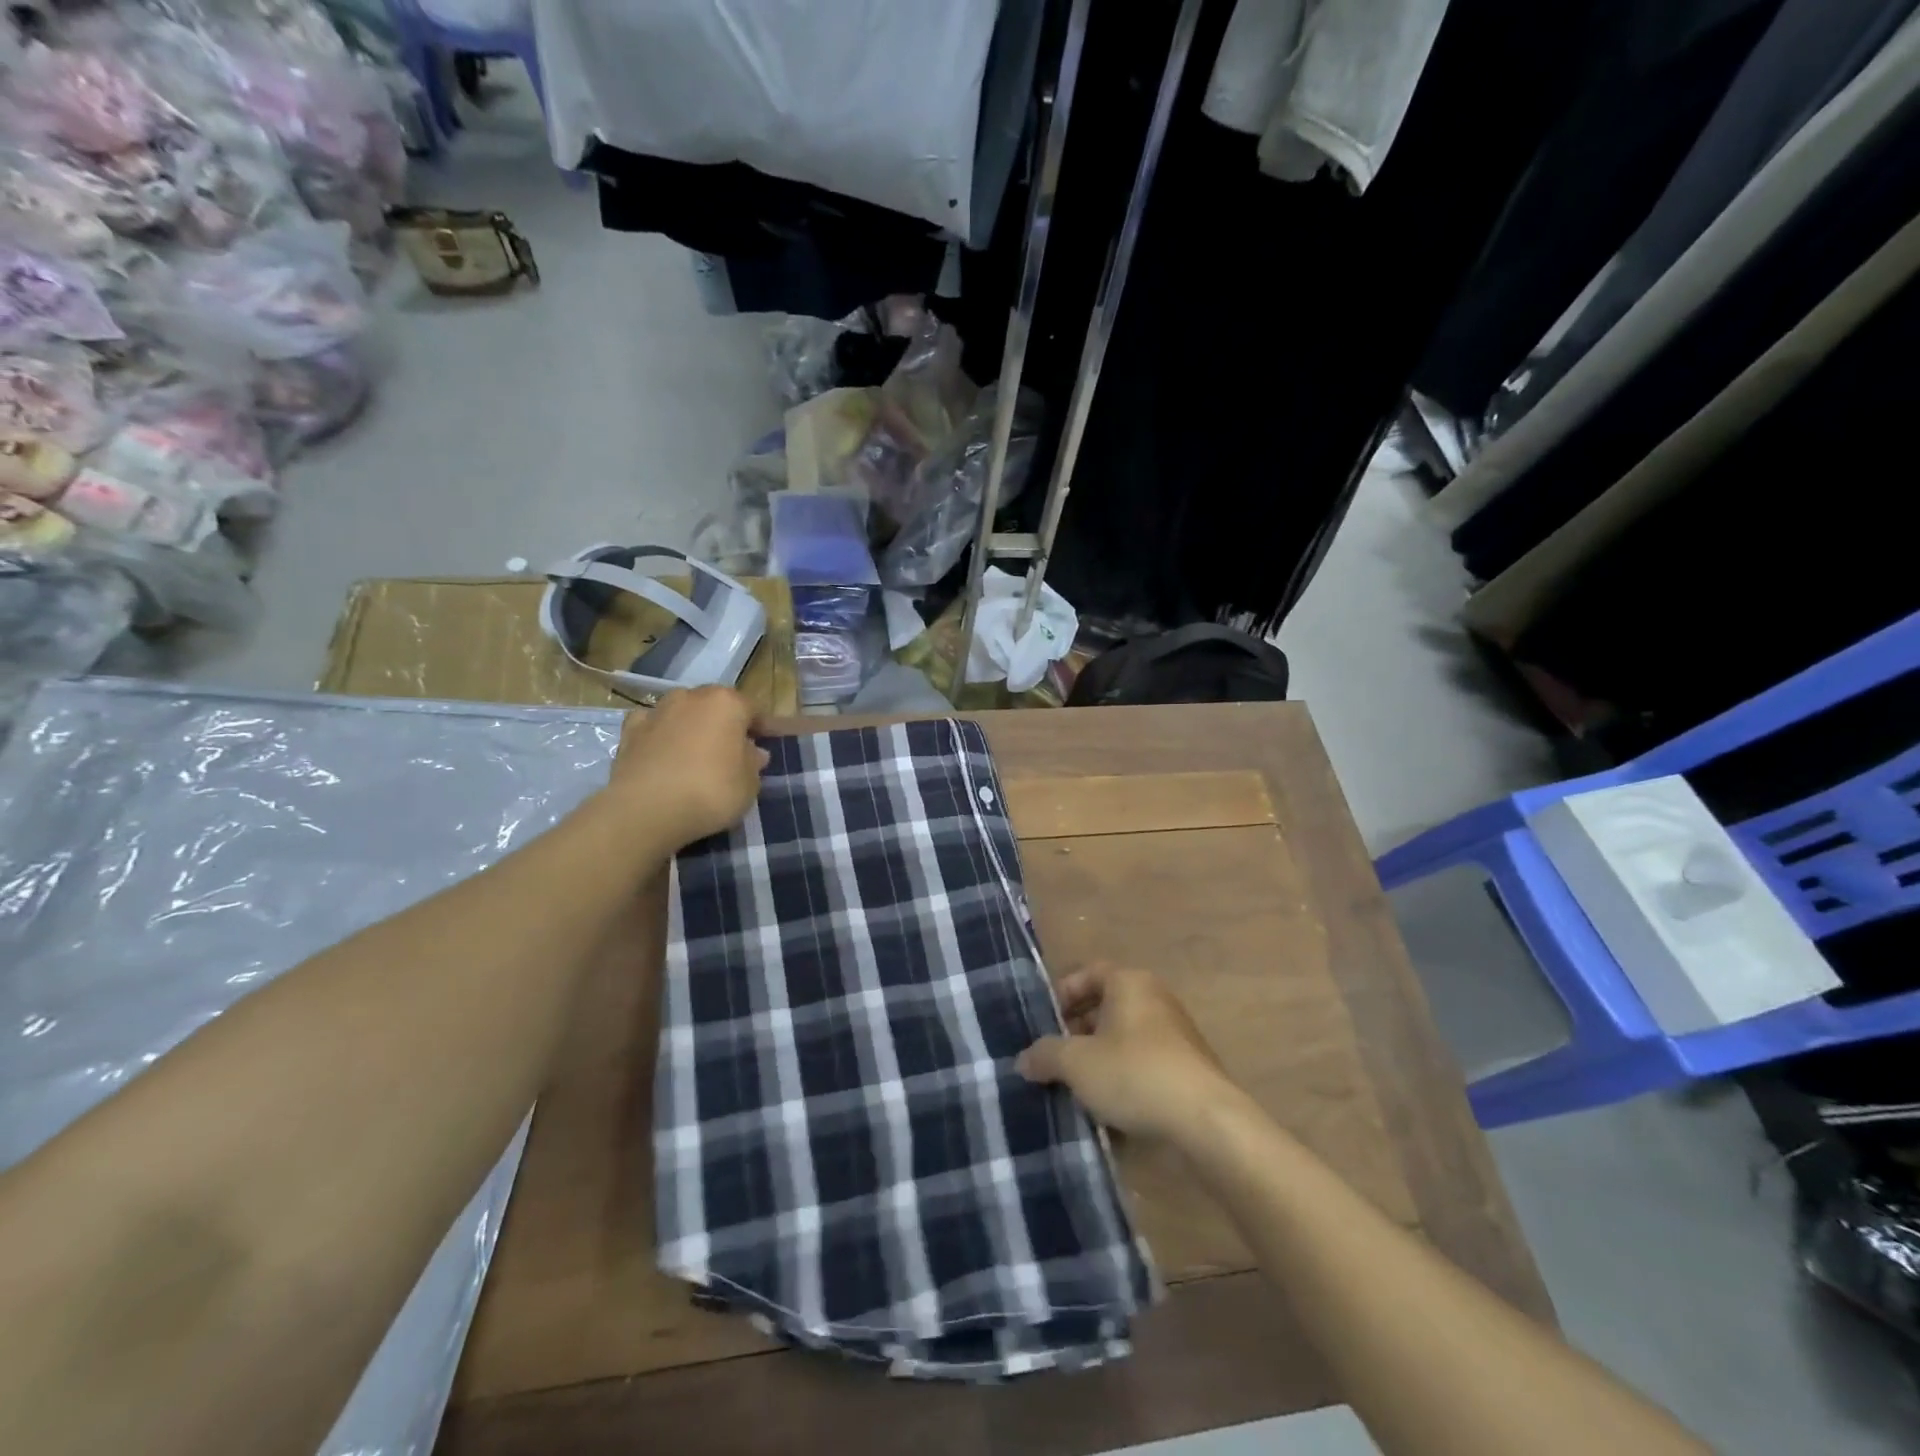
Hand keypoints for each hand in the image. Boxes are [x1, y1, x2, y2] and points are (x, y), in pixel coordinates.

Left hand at [608, 686, 768, 848]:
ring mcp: (658, 711)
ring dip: (692, 727)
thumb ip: (753, 763)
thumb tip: (752, 751)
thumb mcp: (749, 785)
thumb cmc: (710, 792)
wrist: (645, 810)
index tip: (767, 746)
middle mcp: (692, 697)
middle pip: (716, 706)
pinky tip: (664, 753)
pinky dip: (660, 735)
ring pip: (683, 713)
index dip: (763, 729)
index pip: (754, 710)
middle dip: (726, 724)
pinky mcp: (630, 731)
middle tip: (733, 752)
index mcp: (727, 703)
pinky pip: (654, 726)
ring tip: (697, 754)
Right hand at [1018, 963, 1240, 1141]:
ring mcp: (1175, 1032)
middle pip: (1105, 1005)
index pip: (1087, 973)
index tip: (1043, 1022)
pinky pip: (1144, 1061)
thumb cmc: (1134, 1074)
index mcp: (1128, 982)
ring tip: (1076, 1085)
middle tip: (1054, 1057)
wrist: (1206, 1120)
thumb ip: (1045, 1055)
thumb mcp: (1076, 1064)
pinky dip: (1123, 1075)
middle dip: (1076, 1030)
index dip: (1062, 994)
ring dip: (1099, 1056)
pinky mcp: (1188, 1066)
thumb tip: (1024, 1059)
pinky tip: (1109, 1106)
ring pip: (1124, 1036)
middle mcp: (1154, 997)